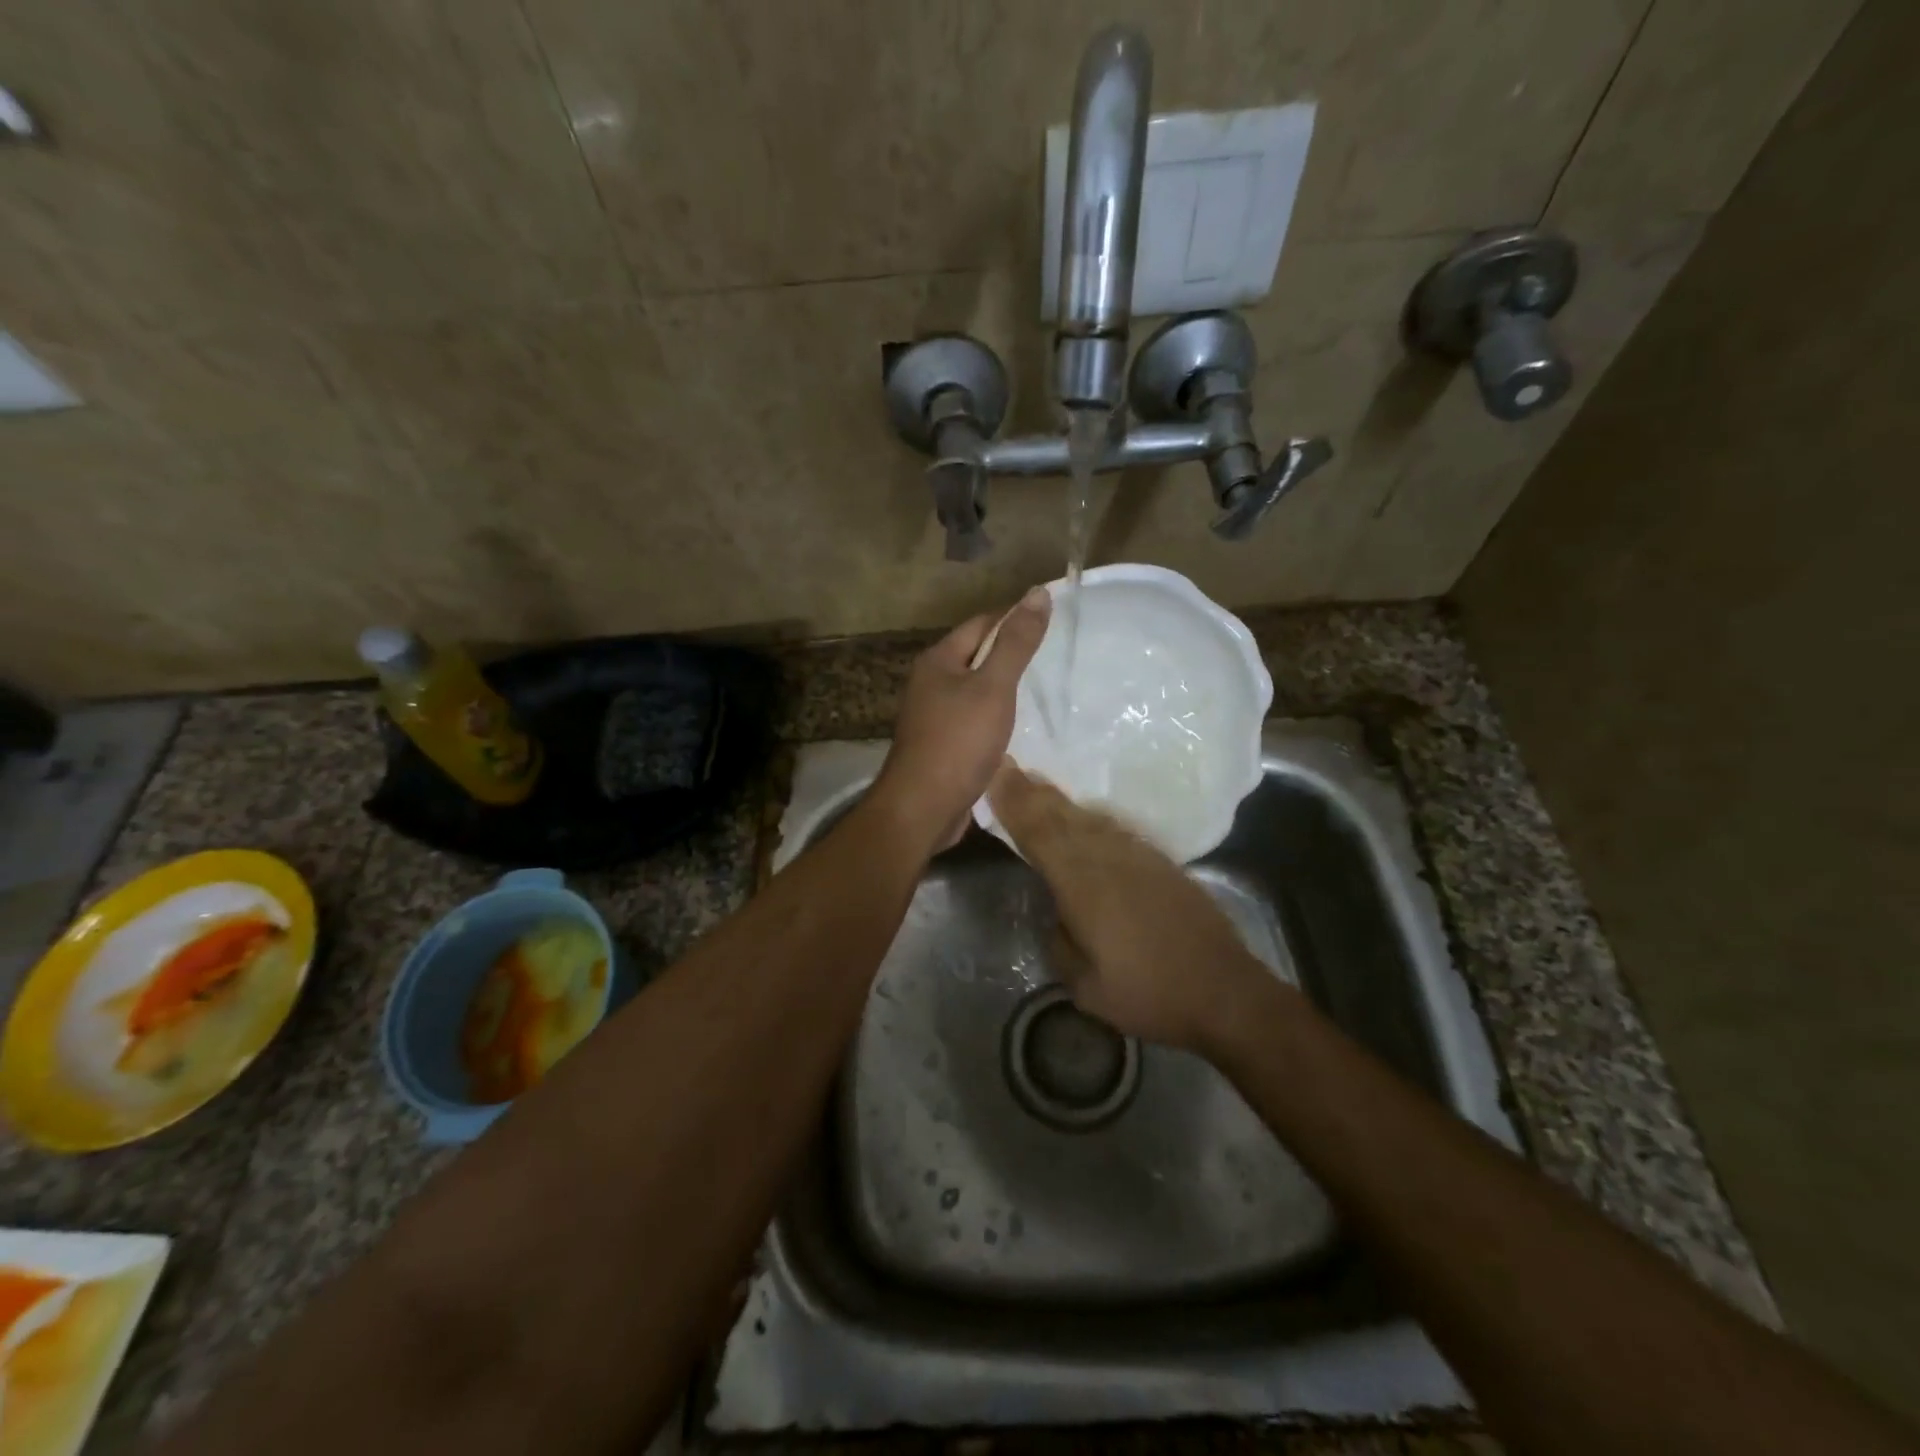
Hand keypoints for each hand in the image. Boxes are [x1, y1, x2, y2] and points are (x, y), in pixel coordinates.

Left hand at [871, 588, 1051, 852]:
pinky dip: (995, 718)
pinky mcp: (941, 744)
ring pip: (976, 690)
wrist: (922, 808)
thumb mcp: (993, 687)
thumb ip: (1016, 643)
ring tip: (1044, 691)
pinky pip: (973, 719)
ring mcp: (933, 715)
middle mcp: (930, 682)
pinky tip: (1018, 728)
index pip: (981, 624)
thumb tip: (1037, 592)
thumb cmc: (958, 742)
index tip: (1053, 624)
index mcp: (938, 660)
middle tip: (1055, 659)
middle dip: (1011, 655)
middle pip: (977, 656)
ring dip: (1005, 690)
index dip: (1015, 619)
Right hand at [988, 759, 1274, 1051]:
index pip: (1038, 833)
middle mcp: (1108, 858)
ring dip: (1060, 800)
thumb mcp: (1085, 986)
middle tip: (1008, 765)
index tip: (995, 774)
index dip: (1014, 803)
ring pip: (1089, 818)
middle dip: (1031, 791)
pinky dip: (1090, 817)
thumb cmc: (1148, 994)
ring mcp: (1138, 856)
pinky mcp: (1160, 863)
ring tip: (1038, 784)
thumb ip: (1061, 942)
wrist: (1224, 992)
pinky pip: (1114, 828)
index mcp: (1082, 883)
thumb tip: (1059, 916)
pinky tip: (1085, 816)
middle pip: (1062, 816)